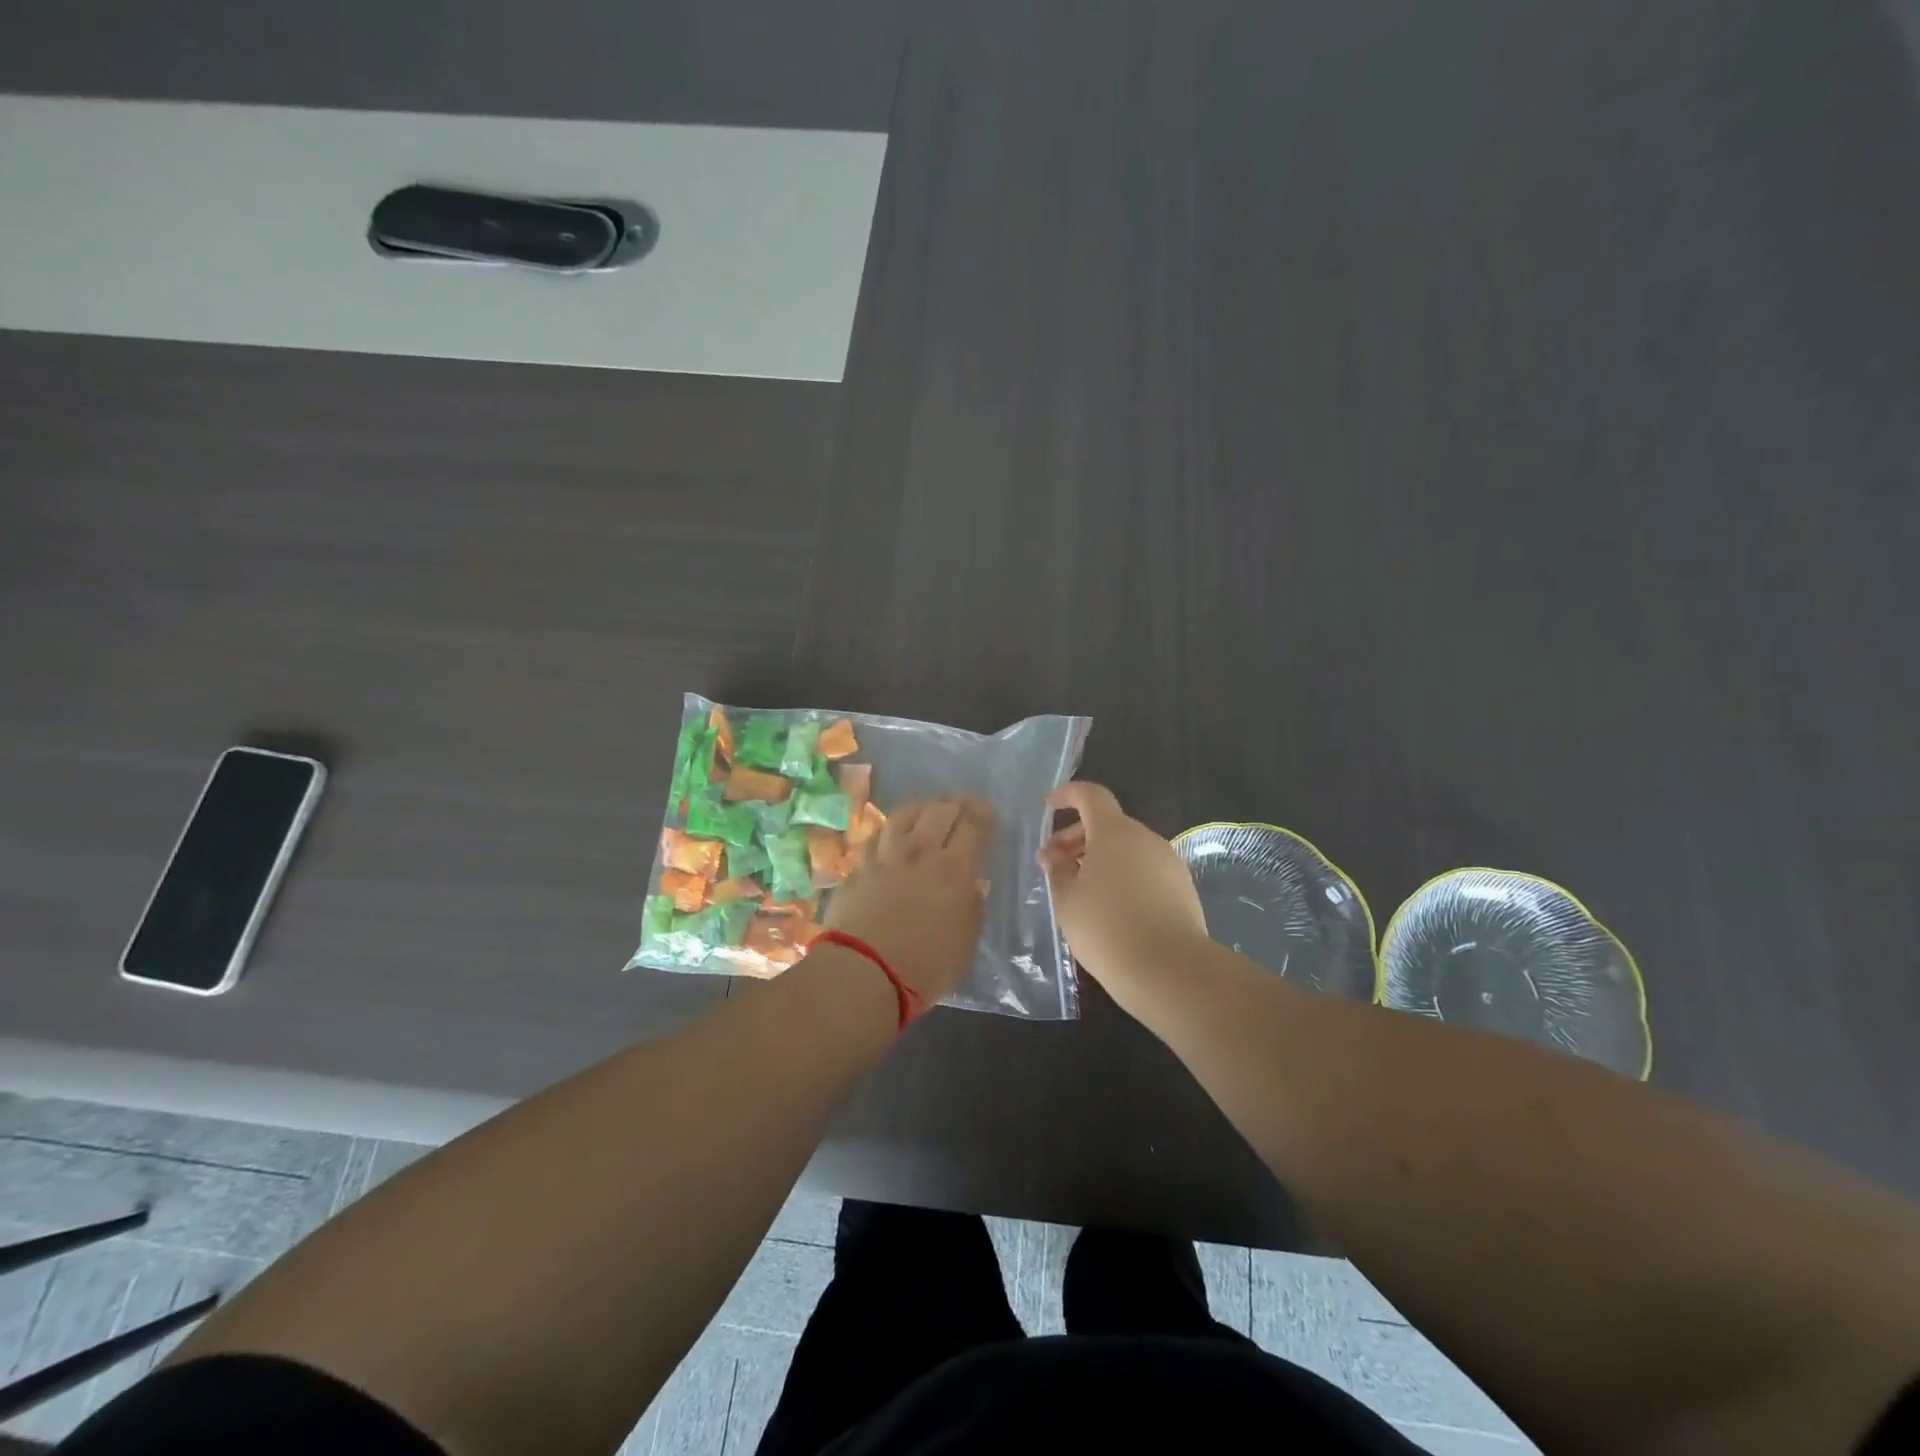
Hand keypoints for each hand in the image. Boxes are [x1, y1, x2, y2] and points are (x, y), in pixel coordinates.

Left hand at [825, 795, 994, 1003]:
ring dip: (923, 807)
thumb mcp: (965, 942)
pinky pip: (878, 834)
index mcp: (954, 869)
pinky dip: (892, 827)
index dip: (983, 813)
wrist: (863, 972)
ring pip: (905, 814)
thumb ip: (973, 908)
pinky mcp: (859, 866)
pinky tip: (894, 831)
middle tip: (963, 806)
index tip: (988, 812)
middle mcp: (920, 851)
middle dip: (956, 803)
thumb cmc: (924, 966)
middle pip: (940, 810)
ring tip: (929, 810)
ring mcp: (885, 855)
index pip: (972, 825)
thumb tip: (974, 884)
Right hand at [1038, 782, 1209, 1011]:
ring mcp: (1169, 862)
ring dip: (1100, 859)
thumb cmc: (1106, 928)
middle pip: (1108, 824)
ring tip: (1080, 890)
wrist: (1170, 969)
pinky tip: (1111, 907)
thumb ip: (1057, 871)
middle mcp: (1145, 838)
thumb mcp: (1067, 900)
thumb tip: (1054, 856)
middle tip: (1054, 864)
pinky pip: (1145, 869)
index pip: (1091, 796)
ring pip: (1128, 848)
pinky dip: (1123, 876)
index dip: (1068, 795)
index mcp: (1114, 832)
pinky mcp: (1183, 888)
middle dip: (1077, 837)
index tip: (1048, 806)